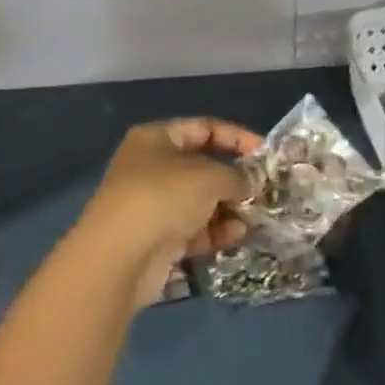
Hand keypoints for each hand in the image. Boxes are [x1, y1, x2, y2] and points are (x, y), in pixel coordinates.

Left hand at [77, 118, 262, 307]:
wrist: (119, 257)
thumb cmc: (163, 197)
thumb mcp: (209, 176)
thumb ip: (237, 175)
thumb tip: (251, 182)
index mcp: (156, 139)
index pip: (204, 128)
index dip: (237, 137)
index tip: (265, 154)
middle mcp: (152, 167)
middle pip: (203, 167)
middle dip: (235, 180)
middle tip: (265, 191)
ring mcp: (153, 205)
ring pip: (201, 201)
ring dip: (229, 209)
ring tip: (254, 218)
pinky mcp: (158, 238)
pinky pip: (194, 229)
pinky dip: (215, 232)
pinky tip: (235, 237)